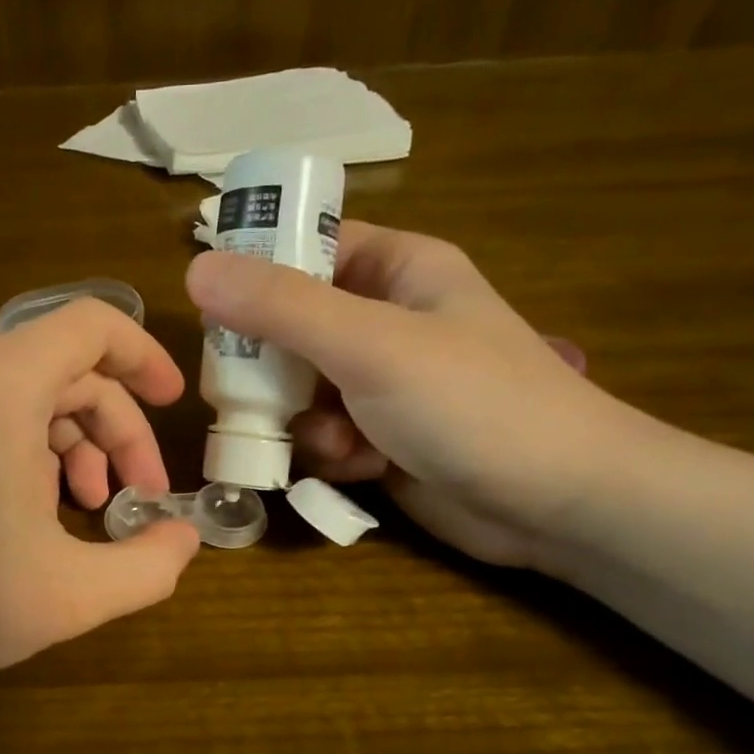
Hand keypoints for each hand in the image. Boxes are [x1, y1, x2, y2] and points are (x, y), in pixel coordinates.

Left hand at [0, 299, 200, 753]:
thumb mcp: (68, 595)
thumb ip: (147, 567)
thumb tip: (185, 540)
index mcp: (5, 386)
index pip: (93, 325)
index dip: (146, 357)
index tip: (177, 405)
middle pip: (71, 372)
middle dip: (120, 431)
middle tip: (142, 498)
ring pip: (34, 403)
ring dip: (79, 450)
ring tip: (92, 514)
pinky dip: (37, 460)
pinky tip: (41, 522)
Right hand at [187, 221, 633, 567]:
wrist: (558, 504)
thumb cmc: (473, 404)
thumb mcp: (371, 345)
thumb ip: (281, 308)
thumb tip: (195, 269)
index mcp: (397, 270)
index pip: (308, 248)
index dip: (258, 271)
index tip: (215, 310)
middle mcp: (386, 321)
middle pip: (291, 327)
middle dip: (272, 369)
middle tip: (251, 395)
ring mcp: (383, 384)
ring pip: (300, 389)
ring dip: (302, 421)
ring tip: (334, 444)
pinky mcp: (382, 438)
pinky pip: (324, 434)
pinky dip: (330, 453)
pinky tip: (358, 469)